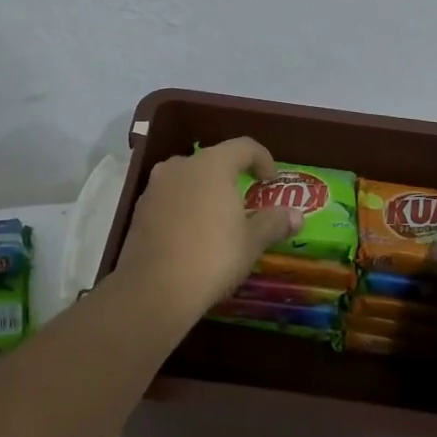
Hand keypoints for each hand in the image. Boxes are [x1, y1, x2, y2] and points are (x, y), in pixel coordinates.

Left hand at [114, 137, 301, 322]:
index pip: (244, 146)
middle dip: (231, 177)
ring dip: (205, 192)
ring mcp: (156, 186)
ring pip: (188, 179)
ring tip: (217, 220)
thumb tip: (297, 215)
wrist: (153, 289)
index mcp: (213, 164)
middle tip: (245, 202)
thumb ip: (273, 223)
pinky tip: (191, 235)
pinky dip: (184, 208)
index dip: (262, 158)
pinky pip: (169, 198)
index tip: (271, 180)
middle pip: (213, 161)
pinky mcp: (140, 208)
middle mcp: (182, 165)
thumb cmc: (212, 258)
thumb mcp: (251, 243)